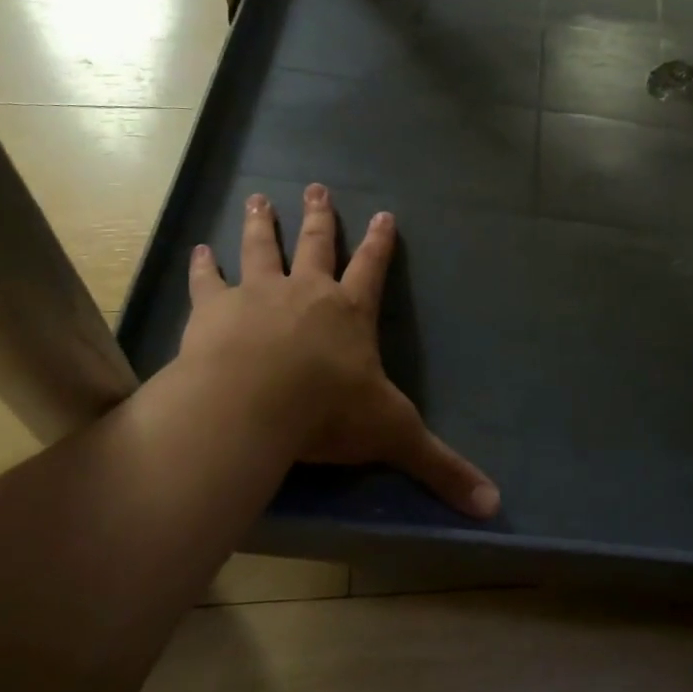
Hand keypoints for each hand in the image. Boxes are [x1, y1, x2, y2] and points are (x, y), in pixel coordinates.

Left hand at [178, 184, 500, 518]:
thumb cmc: (328, 413)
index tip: (384, 213)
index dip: (381, 243)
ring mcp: (257, 295)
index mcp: (350, 314)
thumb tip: (494, 506)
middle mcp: (306, 292)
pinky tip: (198, 249)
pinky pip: (208, 281)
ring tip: (258, 198)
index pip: (373, 269)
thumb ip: (441, 468)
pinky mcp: (214, 310)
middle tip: (315, 186)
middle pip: (315, 245)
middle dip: (319, 217)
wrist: (253, 403)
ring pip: (261, 249)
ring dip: (261, 224)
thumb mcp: (394, 436)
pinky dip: (203, 265)